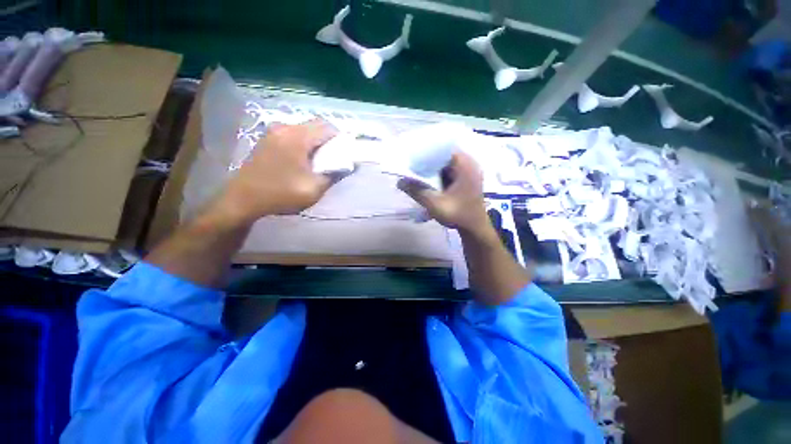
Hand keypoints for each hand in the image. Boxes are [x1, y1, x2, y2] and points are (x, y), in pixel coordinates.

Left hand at [213, 119, 337, 224]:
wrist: (243, 199)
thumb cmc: (281, 194)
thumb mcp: (313, 189)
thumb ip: (333, 174)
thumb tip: (347, 165)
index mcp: (297, 138)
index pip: (328, 127)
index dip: (341, 138)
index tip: (345, 153)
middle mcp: (285, 128)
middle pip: (316, 125)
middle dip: (329, 139)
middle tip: (334, 157)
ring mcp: (273, 132)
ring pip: (304, 129)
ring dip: (316, 141)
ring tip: (320, 160)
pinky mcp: (268, 139)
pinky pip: (293, 134)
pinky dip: (304, 142)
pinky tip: (303, 158)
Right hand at [398, 152, 490, 235]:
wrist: (474, 229)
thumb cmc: (459, 215)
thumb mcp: (435, 204)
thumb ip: (417, 191)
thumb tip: (399, 182)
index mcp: (465, 164)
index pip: (442, 148)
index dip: (426, 150)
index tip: (411, 155)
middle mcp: (468, 163)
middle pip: (442, 156)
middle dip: (426, 161)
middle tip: (410, 165)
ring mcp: (467, 171)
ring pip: (444, 164)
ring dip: (430, 169)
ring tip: (415, 171)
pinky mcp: (464, 179)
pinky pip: (447, 172)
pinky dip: (436, 175)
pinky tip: (426, 181)